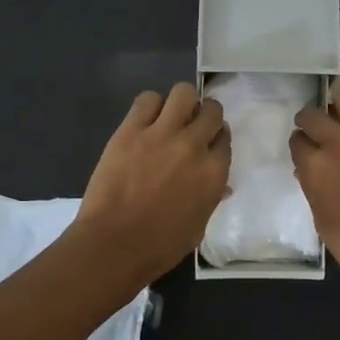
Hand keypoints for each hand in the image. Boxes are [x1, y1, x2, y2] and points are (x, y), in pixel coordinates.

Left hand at [77, 83, 231, 282]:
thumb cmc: (160, 246)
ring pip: (183, 93)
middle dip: (205, 115)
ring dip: (182, 102)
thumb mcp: (198, 226)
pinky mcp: (131, 129)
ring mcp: (161, 134)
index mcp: (214, 173)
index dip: (217, 138)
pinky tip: (146, 119)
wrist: (114, 244)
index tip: (209, 142)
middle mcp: (193, 146)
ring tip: (171, 116)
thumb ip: (210, 198)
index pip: (225, 139)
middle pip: (211, 111)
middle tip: (192, 125)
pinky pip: (147, 99)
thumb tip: (219, 185)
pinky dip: (151, 105)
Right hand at [289, 79, 339, 309]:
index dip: (301, 145)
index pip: (297, 140)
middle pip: (313, 114)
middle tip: (323, 132)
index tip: (307, 150)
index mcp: (314, 166)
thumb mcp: (321, 219)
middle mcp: (338, 142)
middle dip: (313, 121)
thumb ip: (314, 187)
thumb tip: (313, 171)